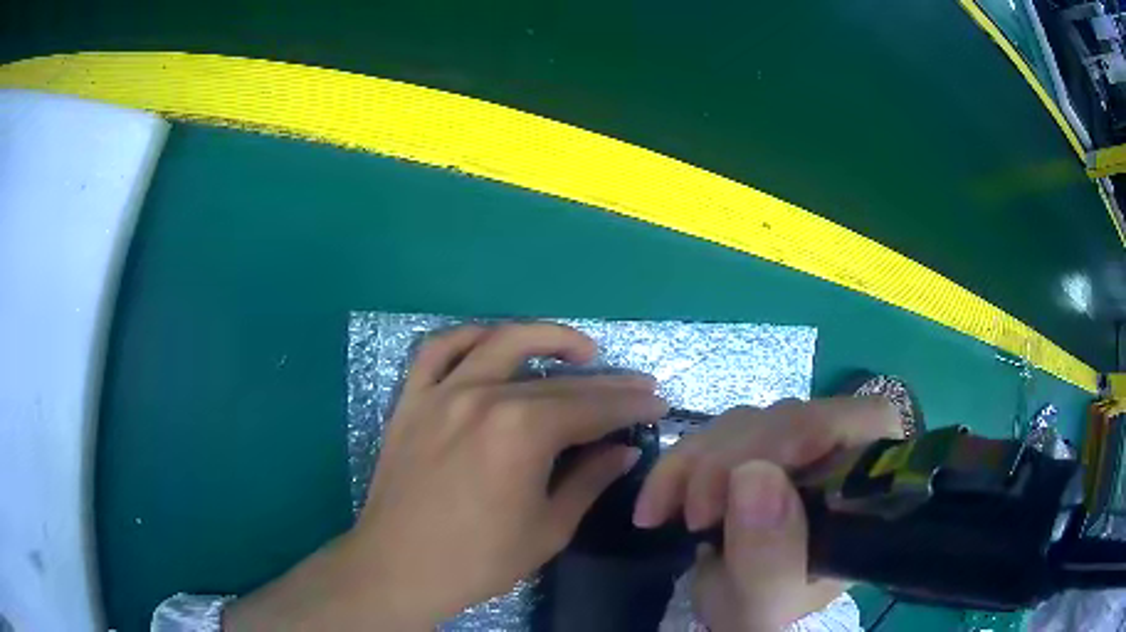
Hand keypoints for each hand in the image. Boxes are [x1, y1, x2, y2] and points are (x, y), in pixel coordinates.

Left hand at [225, 323, 666, 630]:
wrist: (399, 567)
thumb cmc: (479, 559)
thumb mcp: (548, 528)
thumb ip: (589, 481)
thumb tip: (624, 451)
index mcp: (522, 432)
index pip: (592, 407)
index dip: (631, 405)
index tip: (658, 402)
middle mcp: (484, 396)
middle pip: (558, 380)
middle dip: (607, 382)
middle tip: (637, 385)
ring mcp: (442, 392)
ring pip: (501, 342)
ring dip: (546, 337)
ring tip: (580, 350)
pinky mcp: (412, 399)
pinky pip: (438, 350)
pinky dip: (469, 337)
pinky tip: (493, 342)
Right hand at [635, 398, 902, 630]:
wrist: (732, 610)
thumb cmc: (763, 611)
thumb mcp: (765, 603)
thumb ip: (770, 559)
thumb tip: (752, 475)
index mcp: (864, 489)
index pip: (866, 420)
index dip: (814, 429)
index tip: (751, 472)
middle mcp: (836, 457)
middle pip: (794, 418)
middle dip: (734, 458)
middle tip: (697, 516)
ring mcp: (793, 450)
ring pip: (747, 422)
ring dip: (698, 462)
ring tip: (674, 516)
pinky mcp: (752, 451)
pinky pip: (712, 435)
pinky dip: (679, 464)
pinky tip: (657, 504)